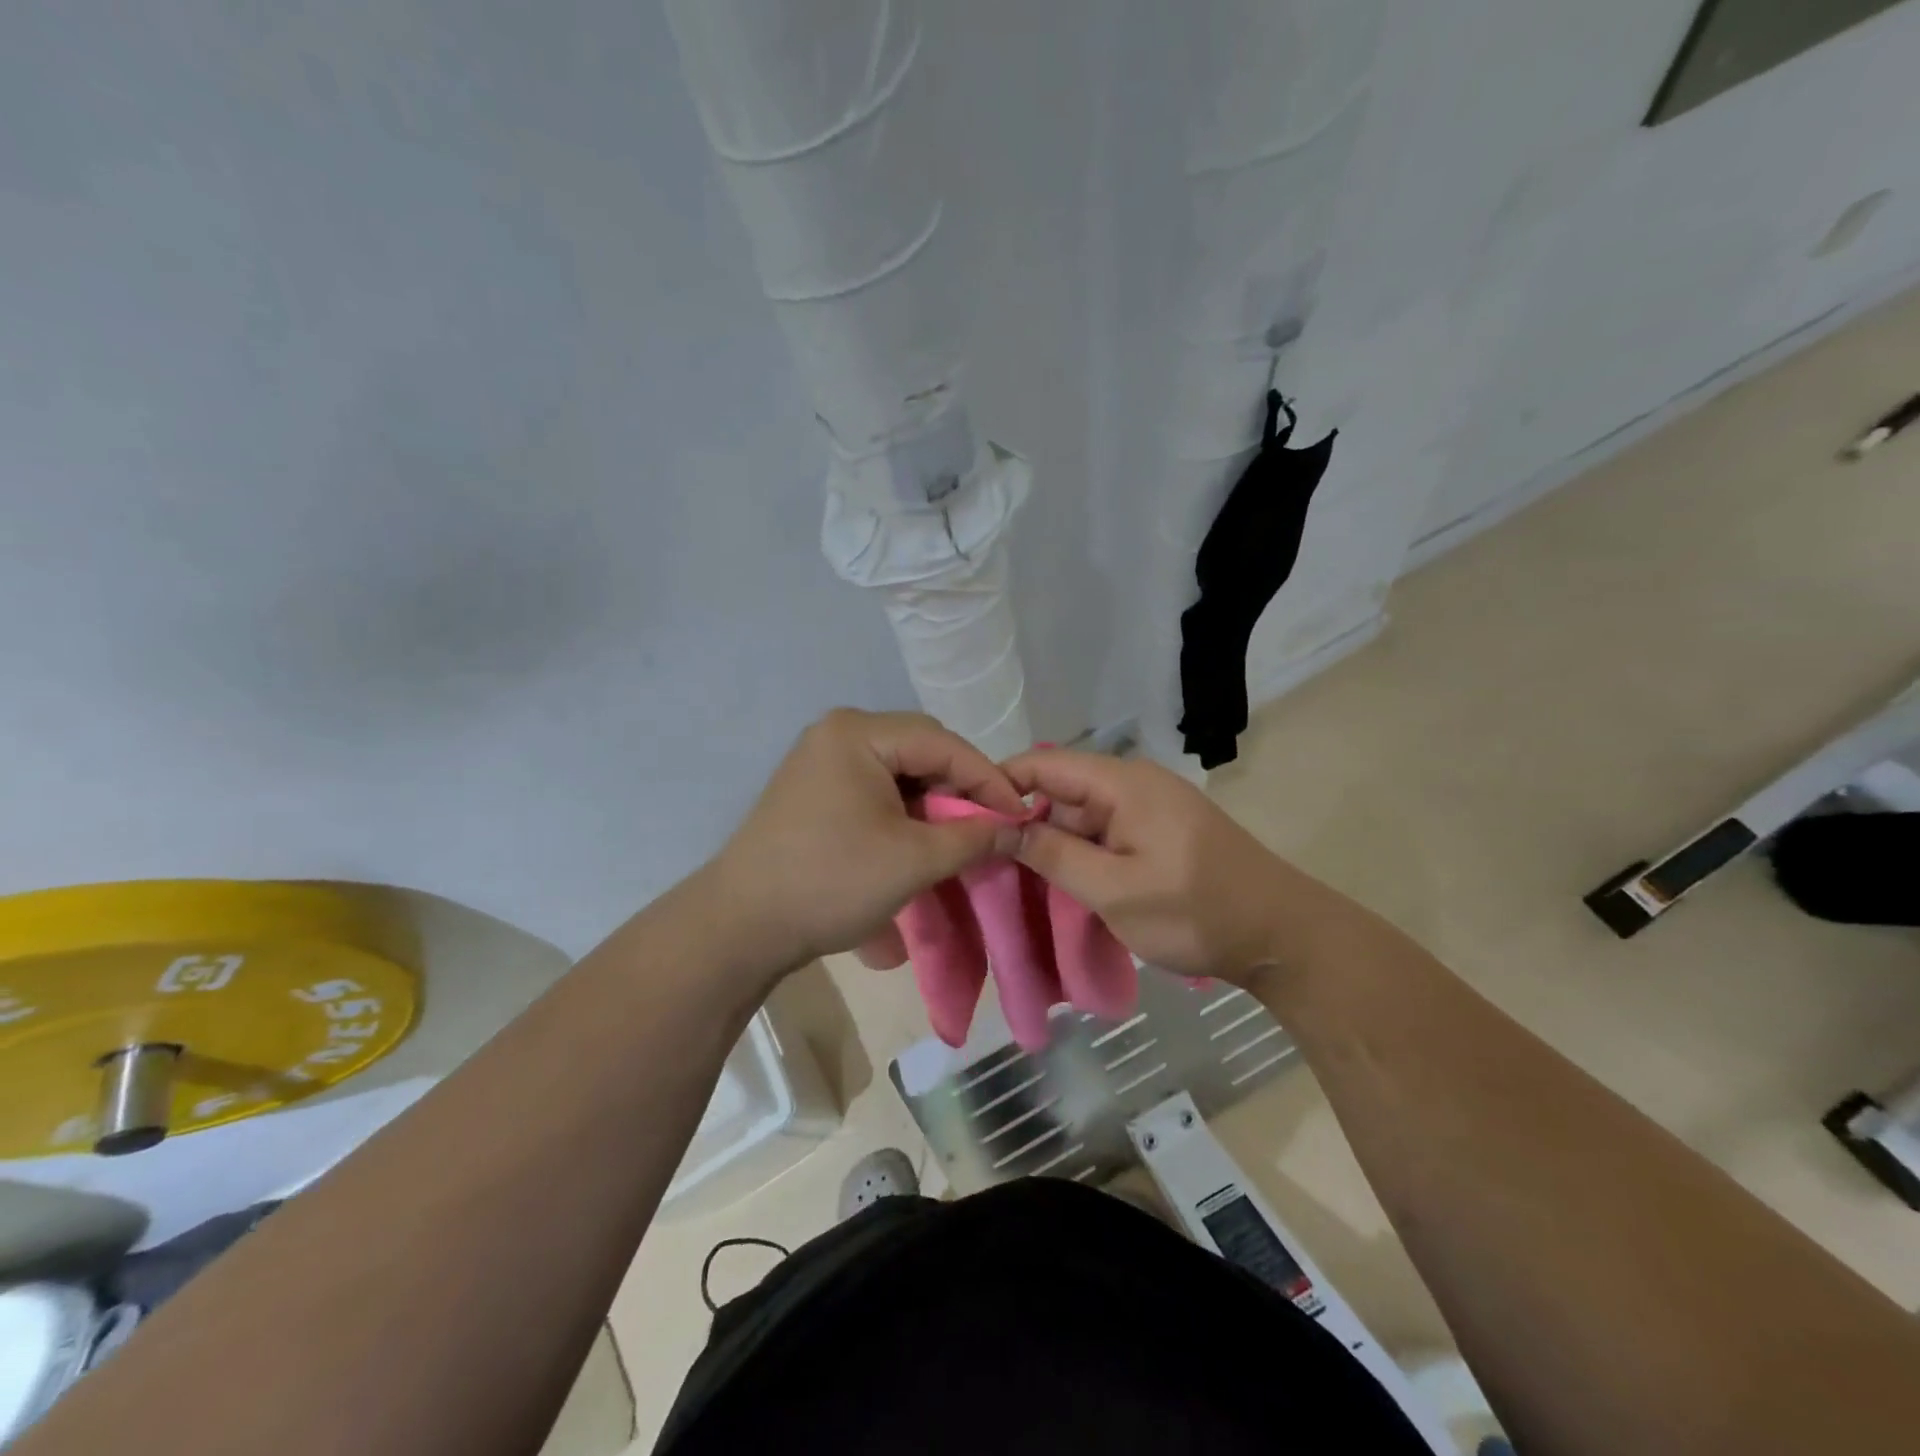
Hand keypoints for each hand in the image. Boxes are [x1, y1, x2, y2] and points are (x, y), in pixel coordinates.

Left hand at [710, 709, 1025, 970]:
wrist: (741, 925)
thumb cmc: (831, 882)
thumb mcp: (914, 860)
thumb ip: (974, 837)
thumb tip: (1017, 828)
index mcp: (858, 732)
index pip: (943, 744)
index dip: (989, 780)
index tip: (1021, 816)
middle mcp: (838, 732)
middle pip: (921, 749)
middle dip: (960, 789)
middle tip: (988, 827)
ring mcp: (821, 759)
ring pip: (900, 770)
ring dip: (933, 801)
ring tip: (957, 838)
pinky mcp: (814, 788)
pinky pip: (875, 786)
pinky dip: (904, 809)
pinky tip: (918, 838)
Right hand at [1004, 749, 1327, 985]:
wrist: (1282, 936)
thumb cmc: (1195, 911)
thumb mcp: (1114, 890)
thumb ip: (1054, 855)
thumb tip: (1001, 826)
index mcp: (1122, 782)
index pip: (1043, 763)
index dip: (1000, 785)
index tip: (966, 821)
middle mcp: (1133, 783)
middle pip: (1059, 789)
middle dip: (1022, 821)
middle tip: (986, 861)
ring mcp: (1148, 807)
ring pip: (1080, 815)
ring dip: (1051, 844)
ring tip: (1014, 878)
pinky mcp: (1158, 831)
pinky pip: (1104, 832)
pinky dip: (1080, 854)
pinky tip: (1060, 884)